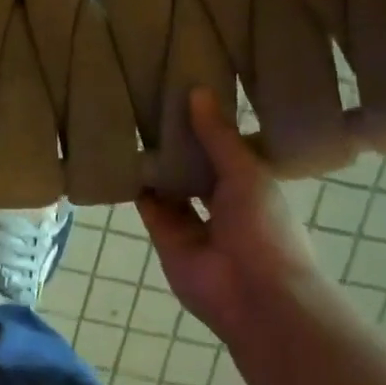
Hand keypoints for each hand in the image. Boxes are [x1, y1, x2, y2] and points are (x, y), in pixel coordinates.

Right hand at [137, 90, 327, 346]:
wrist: (255, 294)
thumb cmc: (265, 228)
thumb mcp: (246, 172)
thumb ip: (218, 136)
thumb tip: (196, 90)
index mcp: (251, 185)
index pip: (225, 148)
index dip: (207, 124)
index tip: (186, 91)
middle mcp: (221, 201)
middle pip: (194, 166)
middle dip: (176, 144)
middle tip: (149, 103)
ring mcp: (192, 221)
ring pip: (169, 185)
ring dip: (154, 163)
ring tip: (131, 124)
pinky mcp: (165, 237)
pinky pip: (149, 207)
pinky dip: (136, 187)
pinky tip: (120, 158)